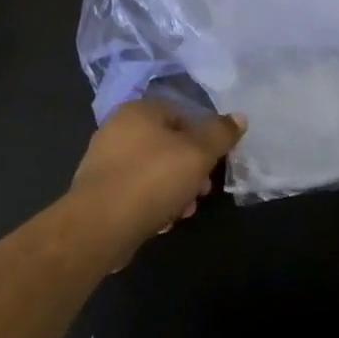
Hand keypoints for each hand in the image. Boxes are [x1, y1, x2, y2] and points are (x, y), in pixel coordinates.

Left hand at [65, 99, 245, 265]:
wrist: (99, 226)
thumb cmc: (153, 179)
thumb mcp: (198, 153)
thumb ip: (221, 134)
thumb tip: (239, 116)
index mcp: (139, 111)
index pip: (183, 115)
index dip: (205, 139)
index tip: (215, 163)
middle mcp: (118, 129)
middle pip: (169, 145)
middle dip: (191, 170)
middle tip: (202, 192)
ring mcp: (105, 161)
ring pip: (154, 171)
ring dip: (175, 190)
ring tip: (183, 212)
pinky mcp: (99, 192)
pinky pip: (136, 192)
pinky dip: (152, 203)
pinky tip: (162, 223)